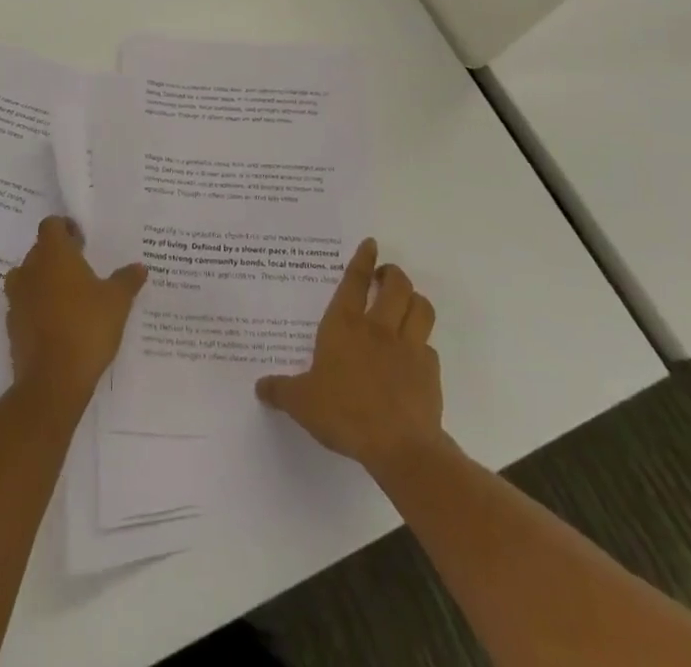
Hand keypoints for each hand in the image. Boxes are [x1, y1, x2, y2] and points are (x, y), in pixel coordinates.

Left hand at [4, 216, 146, 409]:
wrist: (53, 381)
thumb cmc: (87, 327)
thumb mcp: (117, 302)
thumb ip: (127, 280)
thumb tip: (140, 267)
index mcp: (53, 254)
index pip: (51, 225)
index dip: (65, 229)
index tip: (82, 242)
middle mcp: (29, 270)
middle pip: (39, 251)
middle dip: (58, 256)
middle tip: (82, 269)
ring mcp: (16, 299)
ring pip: (28, 278)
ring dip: (44, 282)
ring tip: (69, 297)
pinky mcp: (11, 326)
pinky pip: (24, 306)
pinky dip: (37, 308)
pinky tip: (58, 323)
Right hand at [255, 238, 444, 475]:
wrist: (400, 447)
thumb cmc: (345, 413)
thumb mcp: (302, 403)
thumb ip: (280, 391)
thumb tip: (260, 387)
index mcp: (345, 325)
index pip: (355, 281)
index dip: (363, 259)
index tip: (371, 243)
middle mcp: (379, 327)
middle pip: (396, 285)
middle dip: (393, 274)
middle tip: (385, 277)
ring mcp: (409, 347)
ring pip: (421, 307)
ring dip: (414, 300)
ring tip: (405, 304)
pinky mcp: (430, 371)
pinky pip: (429, 347)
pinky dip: (422, 345)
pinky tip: (413, 356)